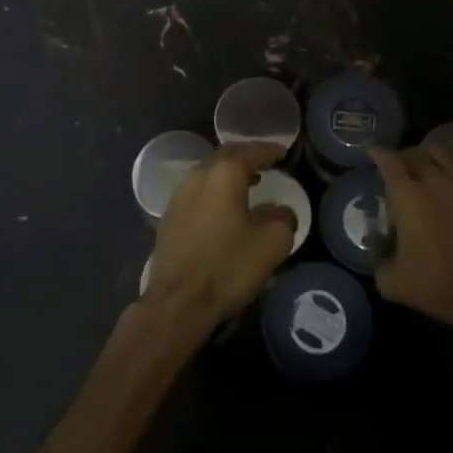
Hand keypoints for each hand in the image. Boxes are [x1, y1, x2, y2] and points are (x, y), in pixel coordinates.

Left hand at [144, 142, 295, 328]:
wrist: (177, 302)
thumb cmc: (228, 266)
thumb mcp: (272, 244)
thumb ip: (283, 219)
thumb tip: (282, 212)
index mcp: (224, 174)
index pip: (251, 151)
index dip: (269, 150)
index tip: (283, 152)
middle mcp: (199, 176)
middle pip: (226, 157)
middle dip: (247, 158)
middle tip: (265, 165)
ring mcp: (179, 195)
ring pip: (209, 174)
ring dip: (229, 176)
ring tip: (248, 185)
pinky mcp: (169, 217)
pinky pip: (197, 192)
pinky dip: (214, 192)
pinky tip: (223, 209)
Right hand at [372, 144, 452, 344]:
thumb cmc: (434, 285)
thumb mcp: (391, 281)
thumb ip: (378, 261)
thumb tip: (376, 252)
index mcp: (407, 197)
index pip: (388, 163)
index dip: (377, 154)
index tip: (371, 151)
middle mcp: (434, 183)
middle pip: (416, 154)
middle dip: (403, 155)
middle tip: (397, 165)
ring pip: (445, 154)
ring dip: (431, 153)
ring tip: (426, 161)